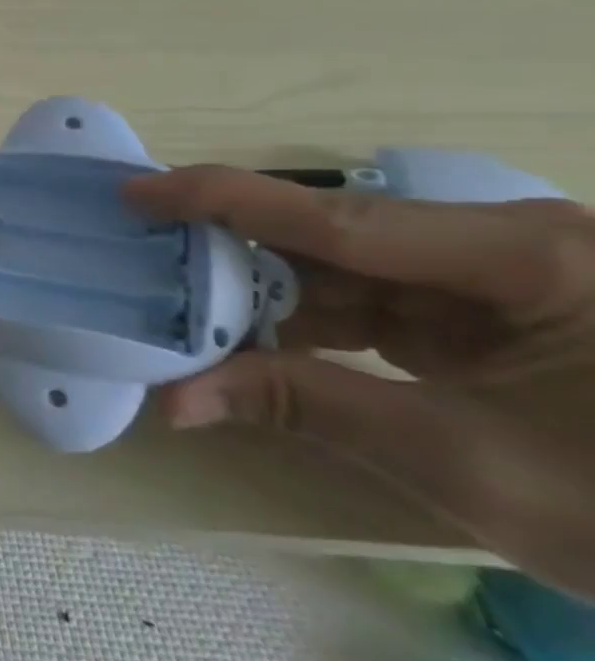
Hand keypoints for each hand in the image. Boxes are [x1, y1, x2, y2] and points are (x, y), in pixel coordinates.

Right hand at [124, 167, 594, 598]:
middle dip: (234, 255)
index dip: (220, 201)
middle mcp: (511, 244)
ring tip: (179, 308)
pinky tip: (253, 340)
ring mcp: (505, 277)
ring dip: (266, 294)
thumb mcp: (468, 464)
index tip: (132, 196)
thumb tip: (173, 401)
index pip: (334, 216)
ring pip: (346, 267)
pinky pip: (376, 300)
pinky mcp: (498, 312)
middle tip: (141, 265)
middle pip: (332, 235)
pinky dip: (309, 321)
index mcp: (528, 256)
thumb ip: (305, 407)